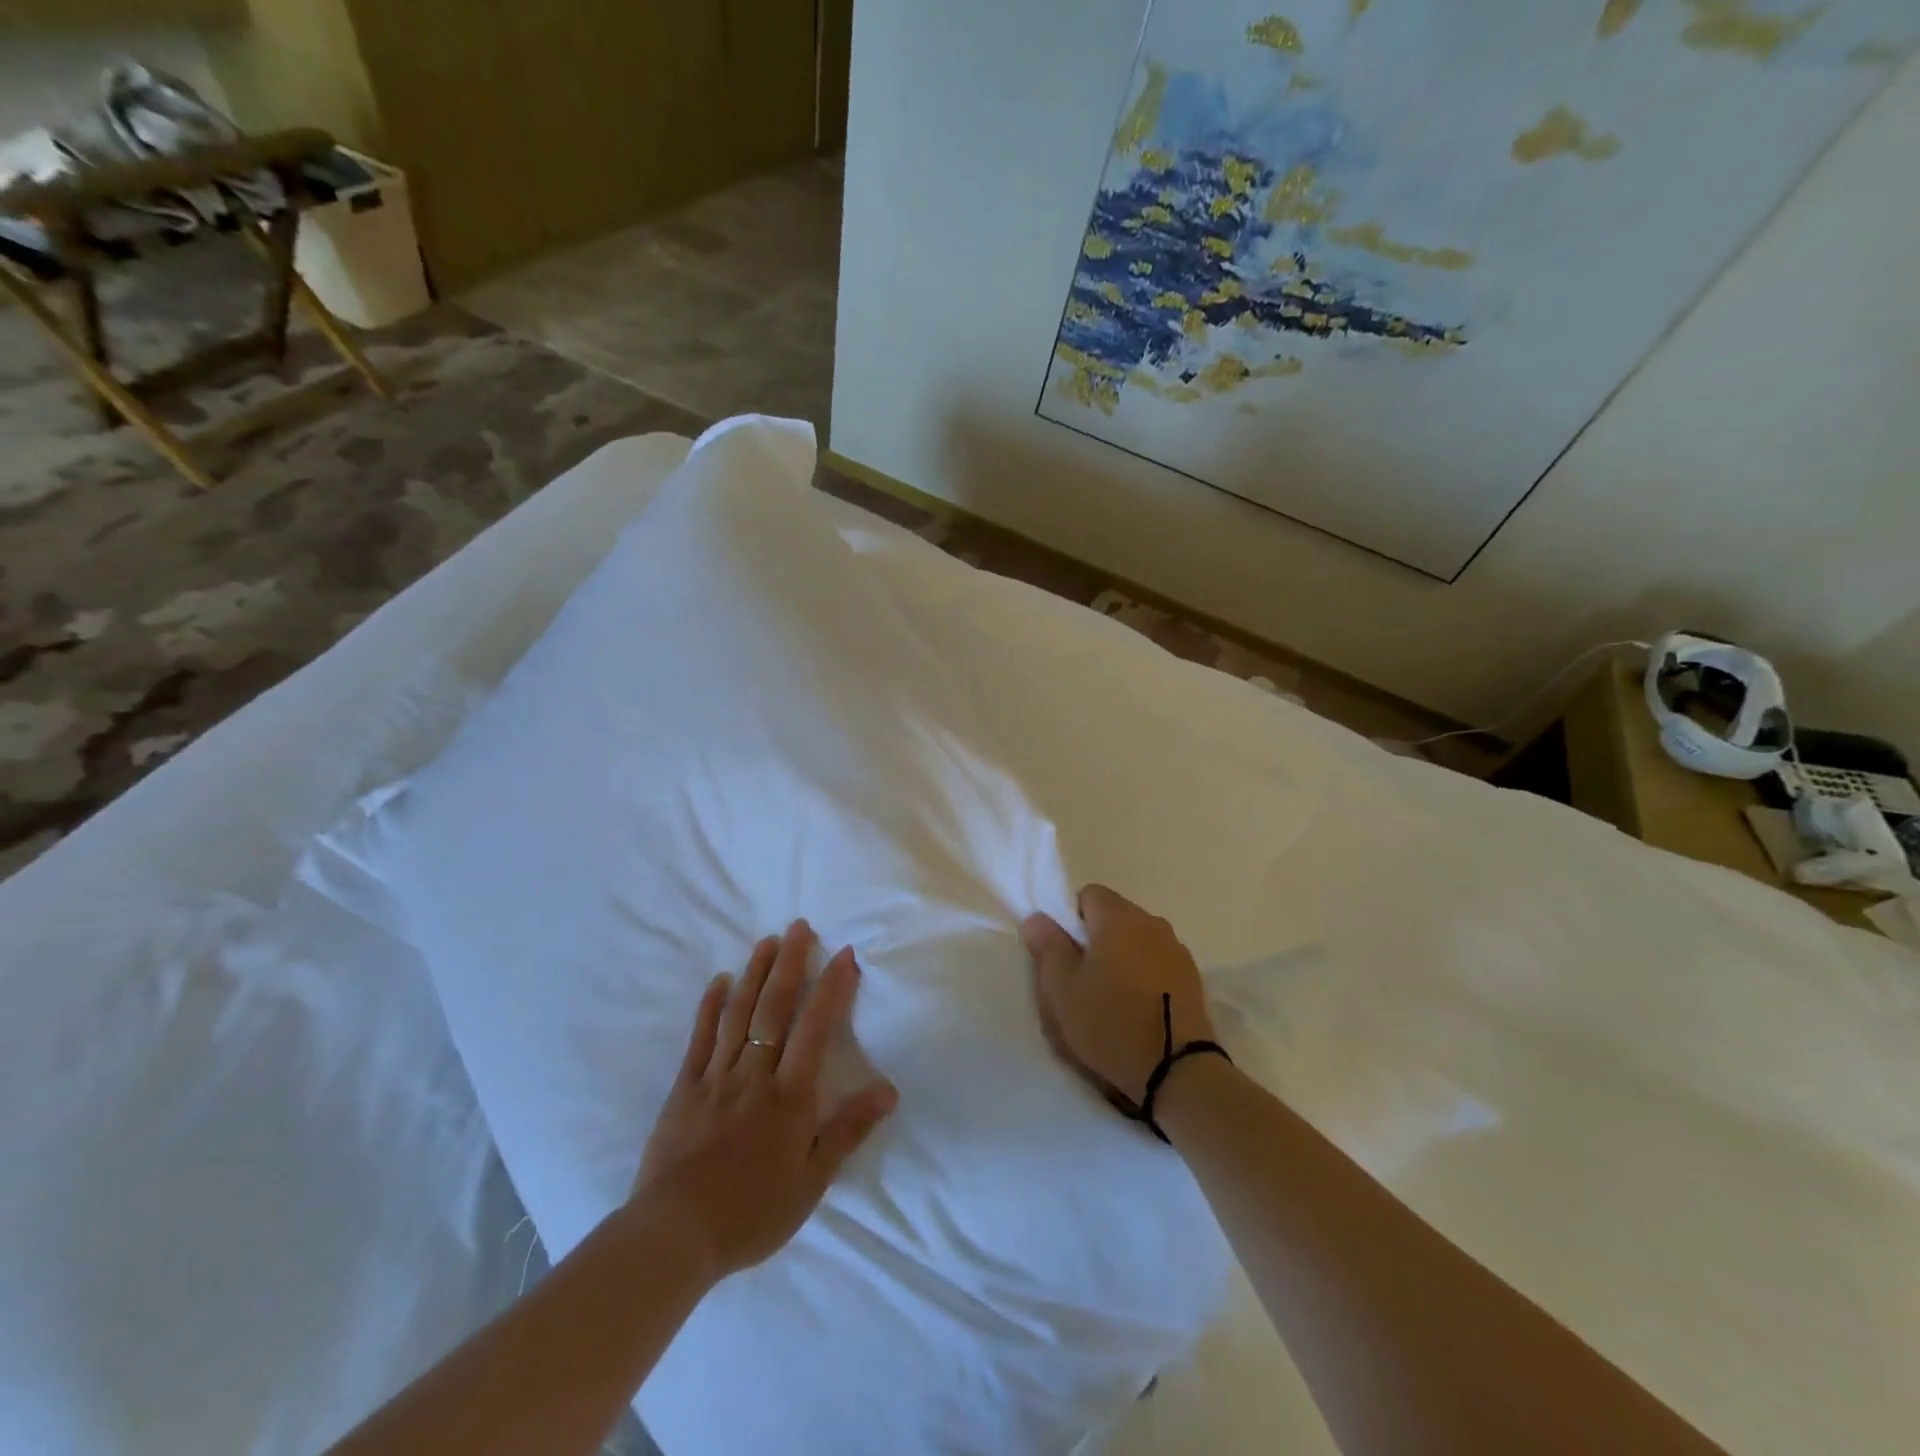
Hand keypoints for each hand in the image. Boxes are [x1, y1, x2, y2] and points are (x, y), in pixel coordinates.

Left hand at [632, 920, 897, 1281]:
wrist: (675, 1236)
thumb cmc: (751, 1212)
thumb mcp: (811, 1182)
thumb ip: (848, 1130)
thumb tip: (888, 1090)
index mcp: (789, 1095)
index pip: (815, 1028)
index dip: (831, 988)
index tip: (843, 954)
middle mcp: (755, 1074)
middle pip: (774, 1008)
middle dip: (790, 964)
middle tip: (799, 926)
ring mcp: (716, 1077)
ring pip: (739, 1014)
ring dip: (754, 973)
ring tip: (768, 941)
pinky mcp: (684, 1088)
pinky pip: (700, 1038)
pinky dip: (710, 1006)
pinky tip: (719, 981)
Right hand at [1022, 885, 1215, 1110]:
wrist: (1179, 1070)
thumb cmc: (1111, 1023)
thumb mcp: (1063, 990)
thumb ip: (1048, 947)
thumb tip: (1038, 918)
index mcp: (1119, 918)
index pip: (1089, 894)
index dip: (1071, 918)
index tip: (1066, 954)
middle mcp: (1152, 923)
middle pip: (1115, 916)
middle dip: (1096, 939)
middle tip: (1083, 979)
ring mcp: (1177, 950)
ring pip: (1138, 940)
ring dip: (1123, 957)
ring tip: (1113, 998)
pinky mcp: (1193, 978)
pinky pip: (1158, 962)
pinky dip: (1145, 975)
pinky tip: (1139, 1009)